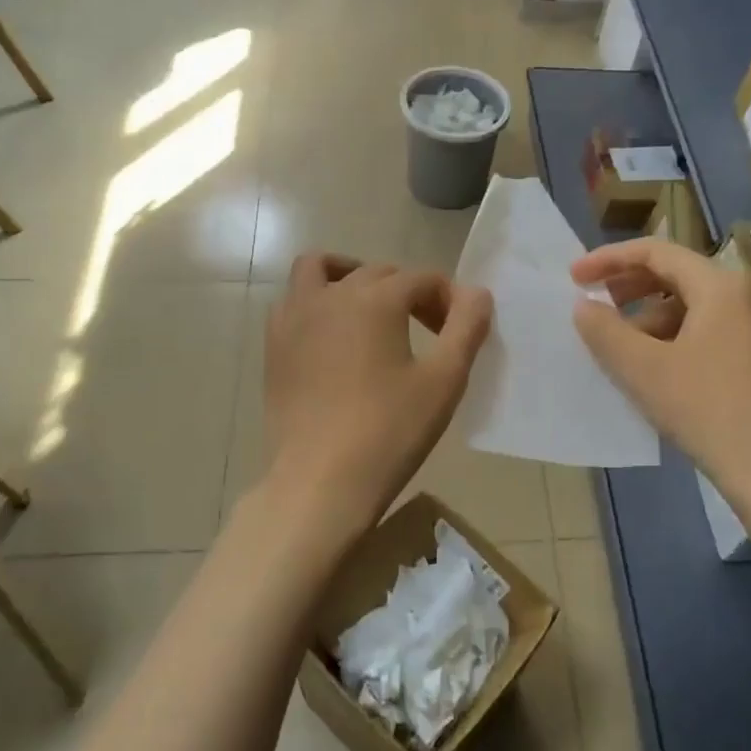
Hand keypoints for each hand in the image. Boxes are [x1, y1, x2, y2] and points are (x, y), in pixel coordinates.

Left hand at [261, 254, 492, 541]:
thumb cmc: (390, 431)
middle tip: (430, 331)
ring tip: (372, 308)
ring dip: (352, 276)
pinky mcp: (274, 345)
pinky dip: (317, 300)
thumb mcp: (444, 380)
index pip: (422, 279)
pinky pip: (294, 300)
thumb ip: (467, 327)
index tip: (460, 332)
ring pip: (321, 269)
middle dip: (410, 292)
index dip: (448, 300)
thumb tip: (476, 293)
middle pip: (379, 273)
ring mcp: (295, 317)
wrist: (321, 481)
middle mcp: (332, 295)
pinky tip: (333, 334)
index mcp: (376, 299)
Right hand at [571, 239, 750, 499]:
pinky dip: (672, 337)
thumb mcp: (643, 369)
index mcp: (721, 286)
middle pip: (676, 274)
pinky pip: (707, 330)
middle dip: (628, 287)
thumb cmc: (707, 410)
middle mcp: (745, 295)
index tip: (574, 277)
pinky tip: (653, 369)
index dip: (609, 259)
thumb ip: (605, 331)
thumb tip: (584, 306)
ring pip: (691, 305)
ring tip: (619, 348)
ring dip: (648, 317)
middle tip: (593, 304)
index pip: (656, 252)